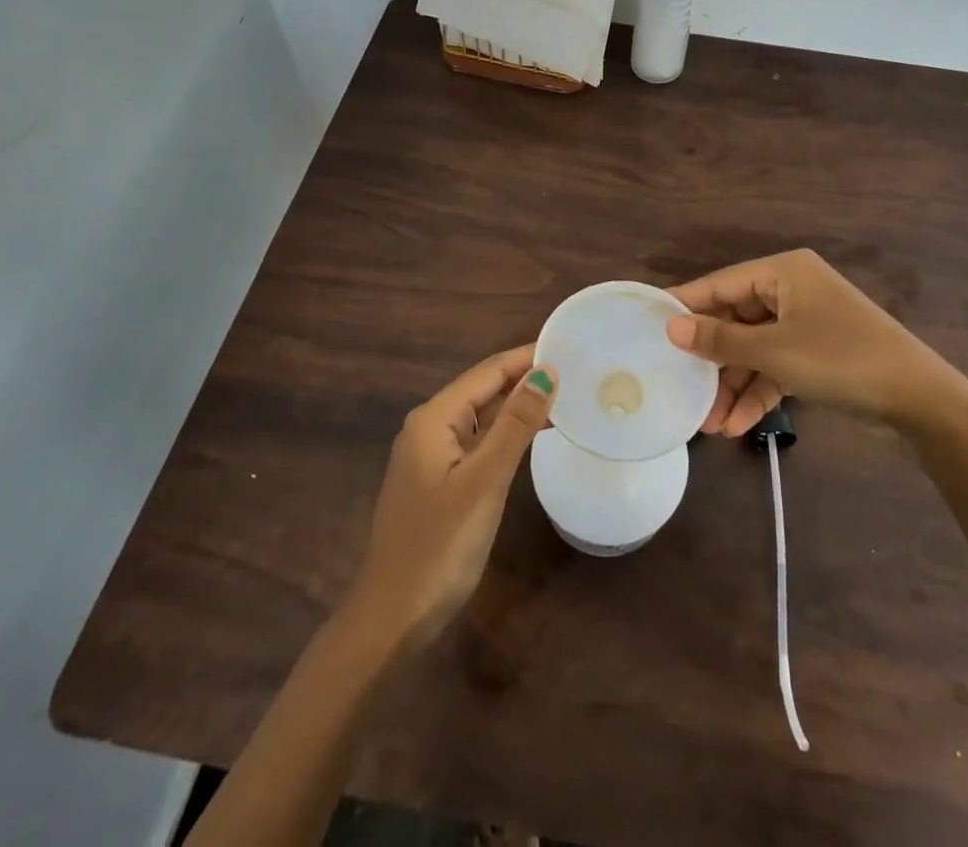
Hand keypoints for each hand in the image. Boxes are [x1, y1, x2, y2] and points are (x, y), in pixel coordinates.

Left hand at [346, 347, 556, 646]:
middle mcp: (429, 428)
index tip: (569, 347)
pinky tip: (533, 437)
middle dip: (525, 378)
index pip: (487, 372)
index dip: (527, 357)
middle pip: (483, 390)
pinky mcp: (439, 482)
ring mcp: (432, 457)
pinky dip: (506, 435)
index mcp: (433, 419)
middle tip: (576, 370)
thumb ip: (515, 424)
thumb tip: (546, 372)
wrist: (391, 620)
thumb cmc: (439, 546)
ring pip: (482, 418)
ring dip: (518, 406)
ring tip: (565, 397)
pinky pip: (478, 443)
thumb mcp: (484, 481)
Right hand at [666, 249, 953, 434]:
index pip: (721, 283)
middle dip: (712, 361)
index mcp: (783, 272)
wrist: (920, 400)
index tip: (649, 324)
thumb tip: (671, 327)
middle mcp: (792, 290)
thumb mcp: (775, 351)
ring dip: (733, 384)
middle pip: (736, 319)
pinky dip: (759, 391)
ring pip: (754, 348)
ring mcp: (806, 322)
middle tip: (681, 388)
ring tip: (709, 424)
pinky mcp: (817, 352)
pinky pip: (776, 365)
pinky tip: (738, 425)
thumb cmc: (841, 359)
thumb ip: (720, 339)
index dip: (686, 304)